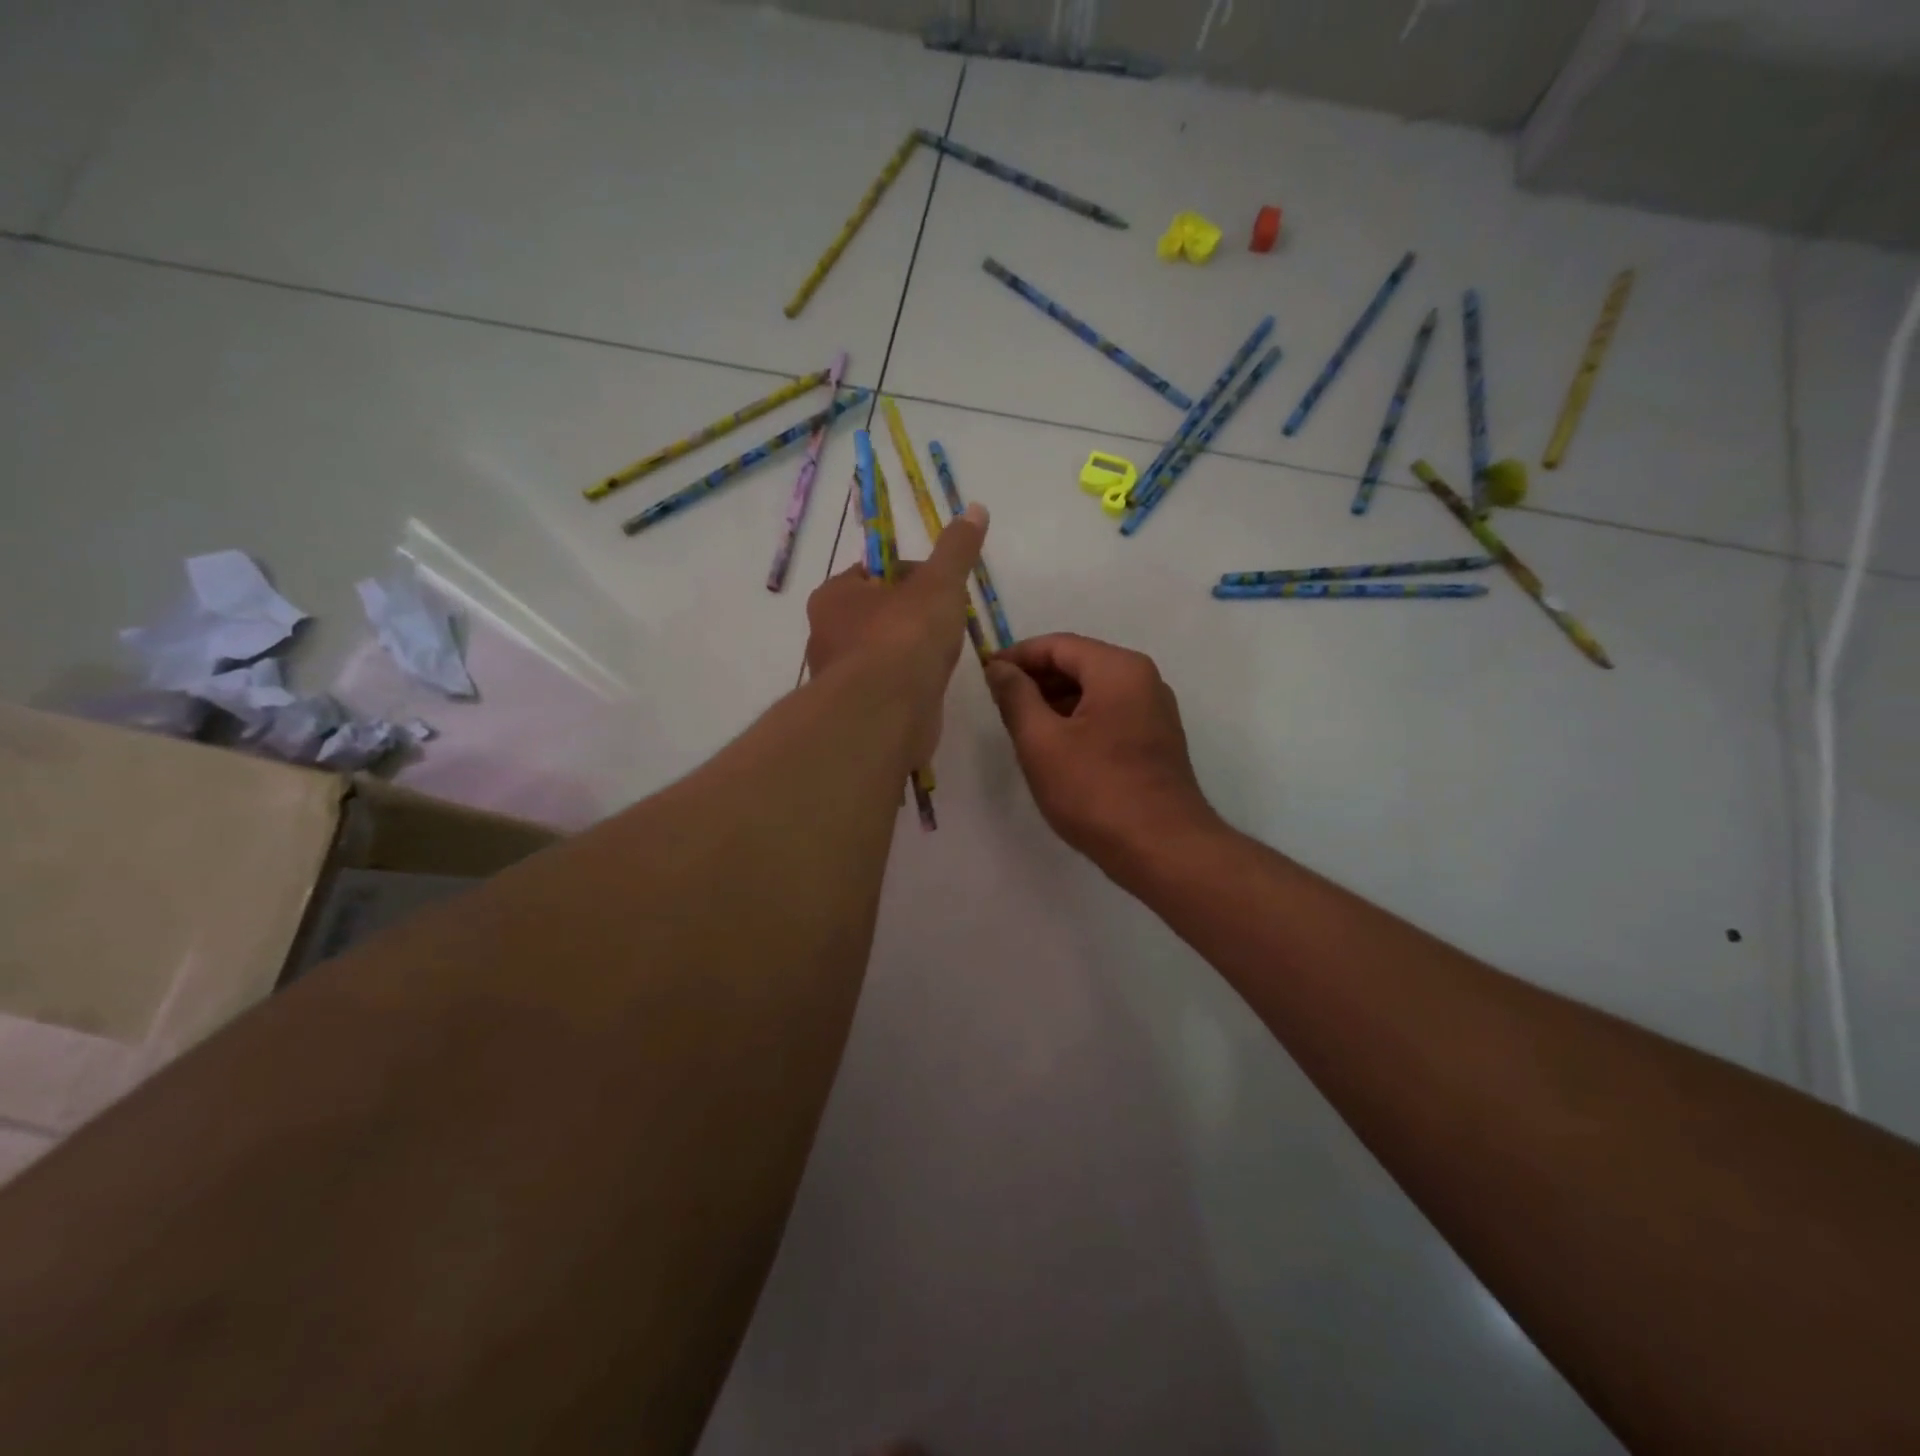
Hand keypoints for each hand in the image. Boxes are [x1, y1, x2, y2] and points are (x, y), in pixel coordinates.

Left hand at [805, 504, 987, 763]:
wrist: (886, 715)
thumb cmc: (905, 638)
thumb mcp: (939, 583)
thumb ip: (956, 549)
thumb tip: (975, 509)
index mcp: (835, 595)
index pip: (874, 572)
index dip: (912, 574)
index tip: (943, 587)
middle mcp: (827, 634)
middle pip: (878, 613)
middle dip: (913, 616)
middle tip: (948, 622)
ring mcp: (839, 677)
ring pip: (882, 653)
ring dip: (911, 653)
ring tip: (943, 657)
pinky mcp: (856, 712)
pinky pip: (887, 688)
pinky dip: (908, 685)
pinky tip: (930, 687)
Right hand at [984, 633, 1219, 872]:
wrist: (1162, 849)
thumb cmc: (1095, 790)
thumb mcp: (1041, 742)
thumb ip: (1016, 697)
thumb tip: (999, 668)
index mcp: (1119, 669)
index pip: (1058, 645)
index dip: (1017, 656)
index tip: (986, 676)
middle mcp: (1144, 680)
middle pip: (1079, 663)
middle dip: (1036, 679)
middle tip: (999, 704)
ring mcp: (1154, 711)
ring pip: (1094, 691)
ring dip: (1055, 701)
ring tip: (1021, 727)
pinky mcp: (1156, 741)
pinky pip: (1109, 714)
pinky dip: (1078, 720)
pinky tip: (1055, 747)